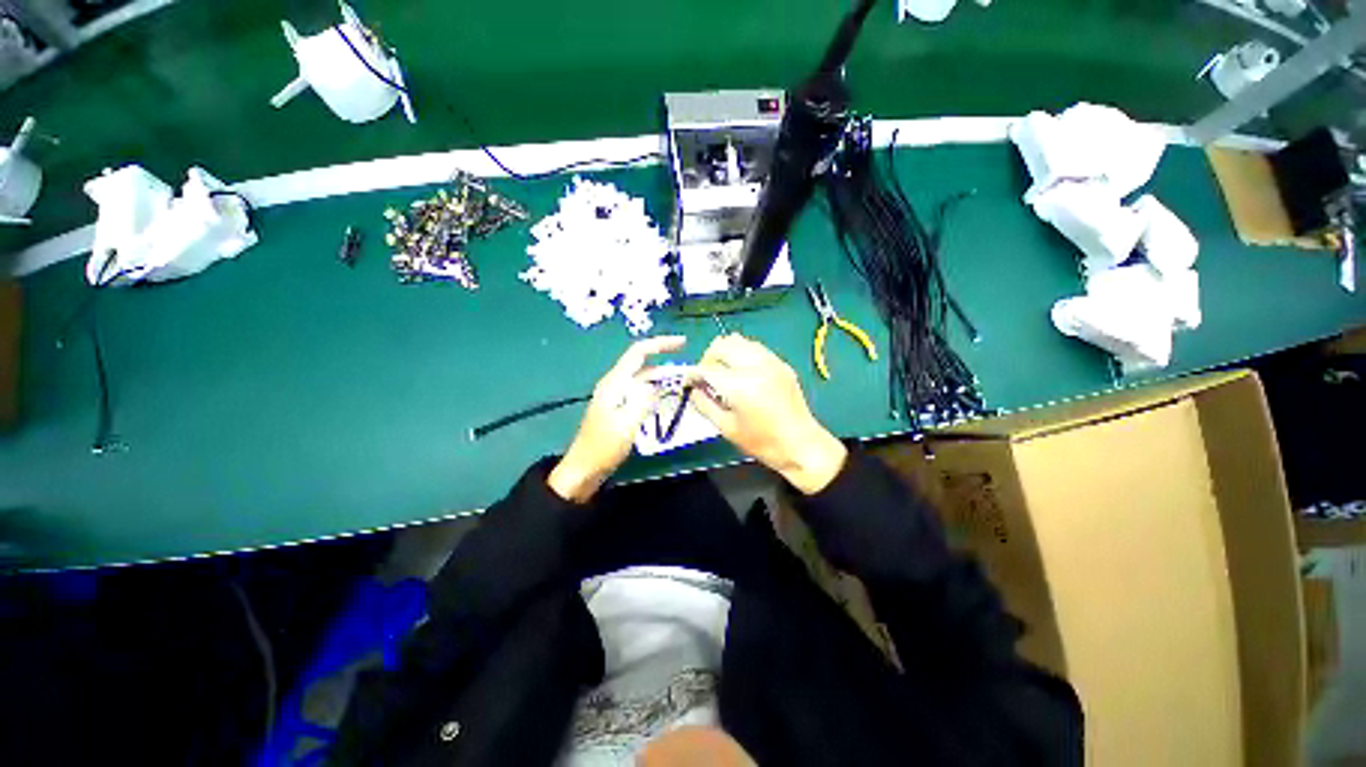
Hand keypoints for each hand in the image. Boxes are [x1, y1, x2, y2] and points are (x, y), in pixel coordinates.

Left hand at [548, 336, 685, 502]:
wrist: (584, 470)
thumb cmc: (603, 447)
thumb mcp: (627, 424)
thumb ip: (644, 400)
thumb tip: (659, 385)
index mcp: (615, 382)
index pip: (639, 352)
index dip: (661, 344)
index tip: (684, 343)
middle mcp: (616, 384)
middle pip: (645, 366)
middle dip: (668, 365)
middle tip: (693, 373)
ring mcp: (617, 397)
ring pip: (645, 380)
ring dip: (664, 379)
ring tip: (686, 384)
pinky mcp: (620, 409)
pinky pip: (642, 393)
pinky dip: (657, 392)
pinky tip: (669, 400)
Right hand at [688, 335, 846, 494]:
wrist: (801, 445)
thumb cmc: (762, 443)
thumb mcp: (727, 428)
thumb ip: (704, 405)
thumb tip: (693, 390)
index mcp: (741, 387)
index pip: (707, 368)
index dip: (693, 374)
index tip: (690, 383)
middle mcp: (756, 367)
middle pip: (722, 345)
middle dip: (708, 358)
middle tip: (706, 376)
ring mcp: (771, 362)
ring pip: (738, 340)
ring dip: (724, 353)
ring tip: (723, 372)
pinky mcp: (781, 364)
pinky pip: (754, 347)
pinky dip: (741, 354)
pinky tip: (741, 372)